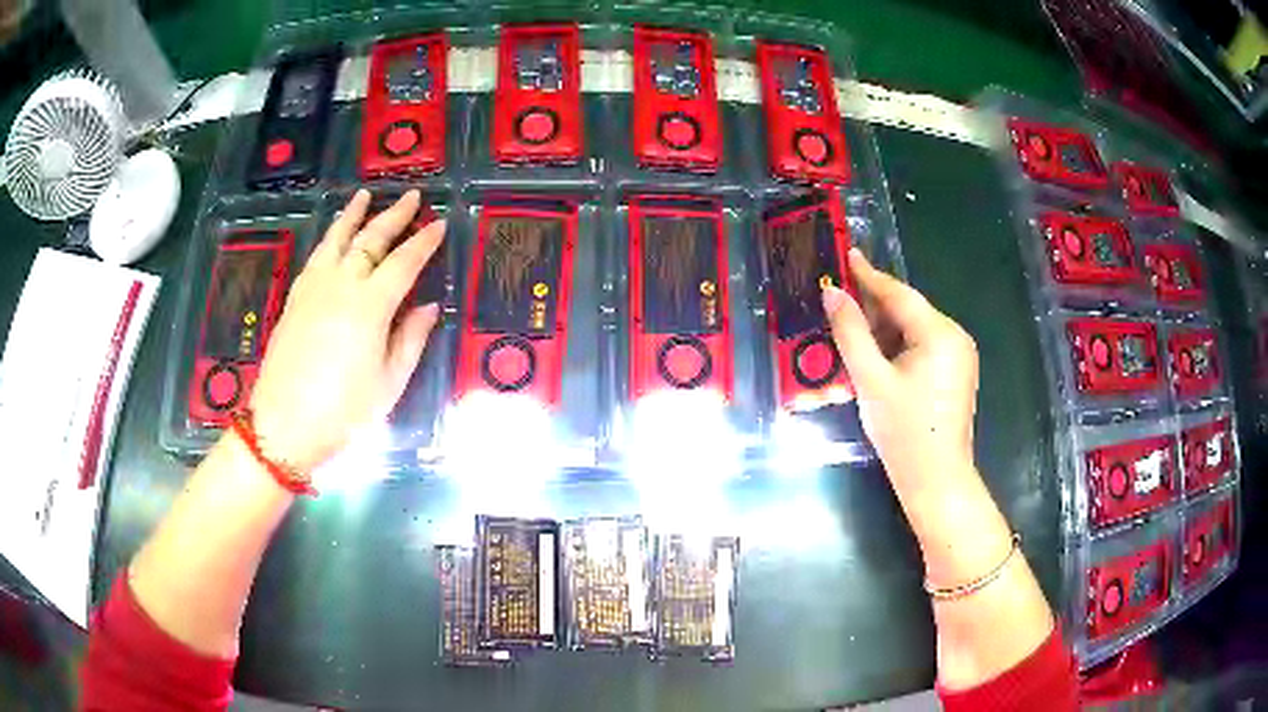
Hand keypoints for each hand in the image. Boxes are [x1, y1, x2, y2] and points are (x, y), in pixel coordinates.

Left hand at [248, 189, 444, 470]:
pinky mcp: (294, 300)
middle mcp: (341, 285)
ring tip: (364, 195)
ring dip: (353, 216)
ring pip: (336, 240)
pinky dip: (330, 239)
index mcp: (370, 306)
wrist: (283, 425)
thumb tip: (429, 306)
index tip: (440, 224)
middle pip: (370, 240)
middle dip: (394, 215)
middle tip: (411, 196)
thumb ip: (411, 339)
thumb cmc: (343, 412)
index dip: (424, 242)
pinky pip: (316, 257)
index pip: (404, 262)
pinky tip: (334, 237)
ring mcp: (313, 289)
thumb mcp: (388, 383)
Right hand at [822, 249, 978, 487]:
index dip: (868, 275)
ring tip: (851, 337)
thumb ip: (851, 332)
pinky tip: (876, 360)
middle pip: (908, 311)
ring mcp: (959, 356)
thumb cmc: (903, 432)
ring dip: (883, 332)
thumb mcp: (871, 380)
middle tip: (838, 306)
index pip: (899, 294)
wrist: (936, 480)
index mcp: (940, 333)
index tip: (845, 254)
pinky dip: (898, 349)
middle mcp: (955, 336)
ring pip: (914, 331)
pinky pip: (923, 348)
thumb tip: (832, 293)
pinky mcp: (956, 373)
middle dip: (873, 310)